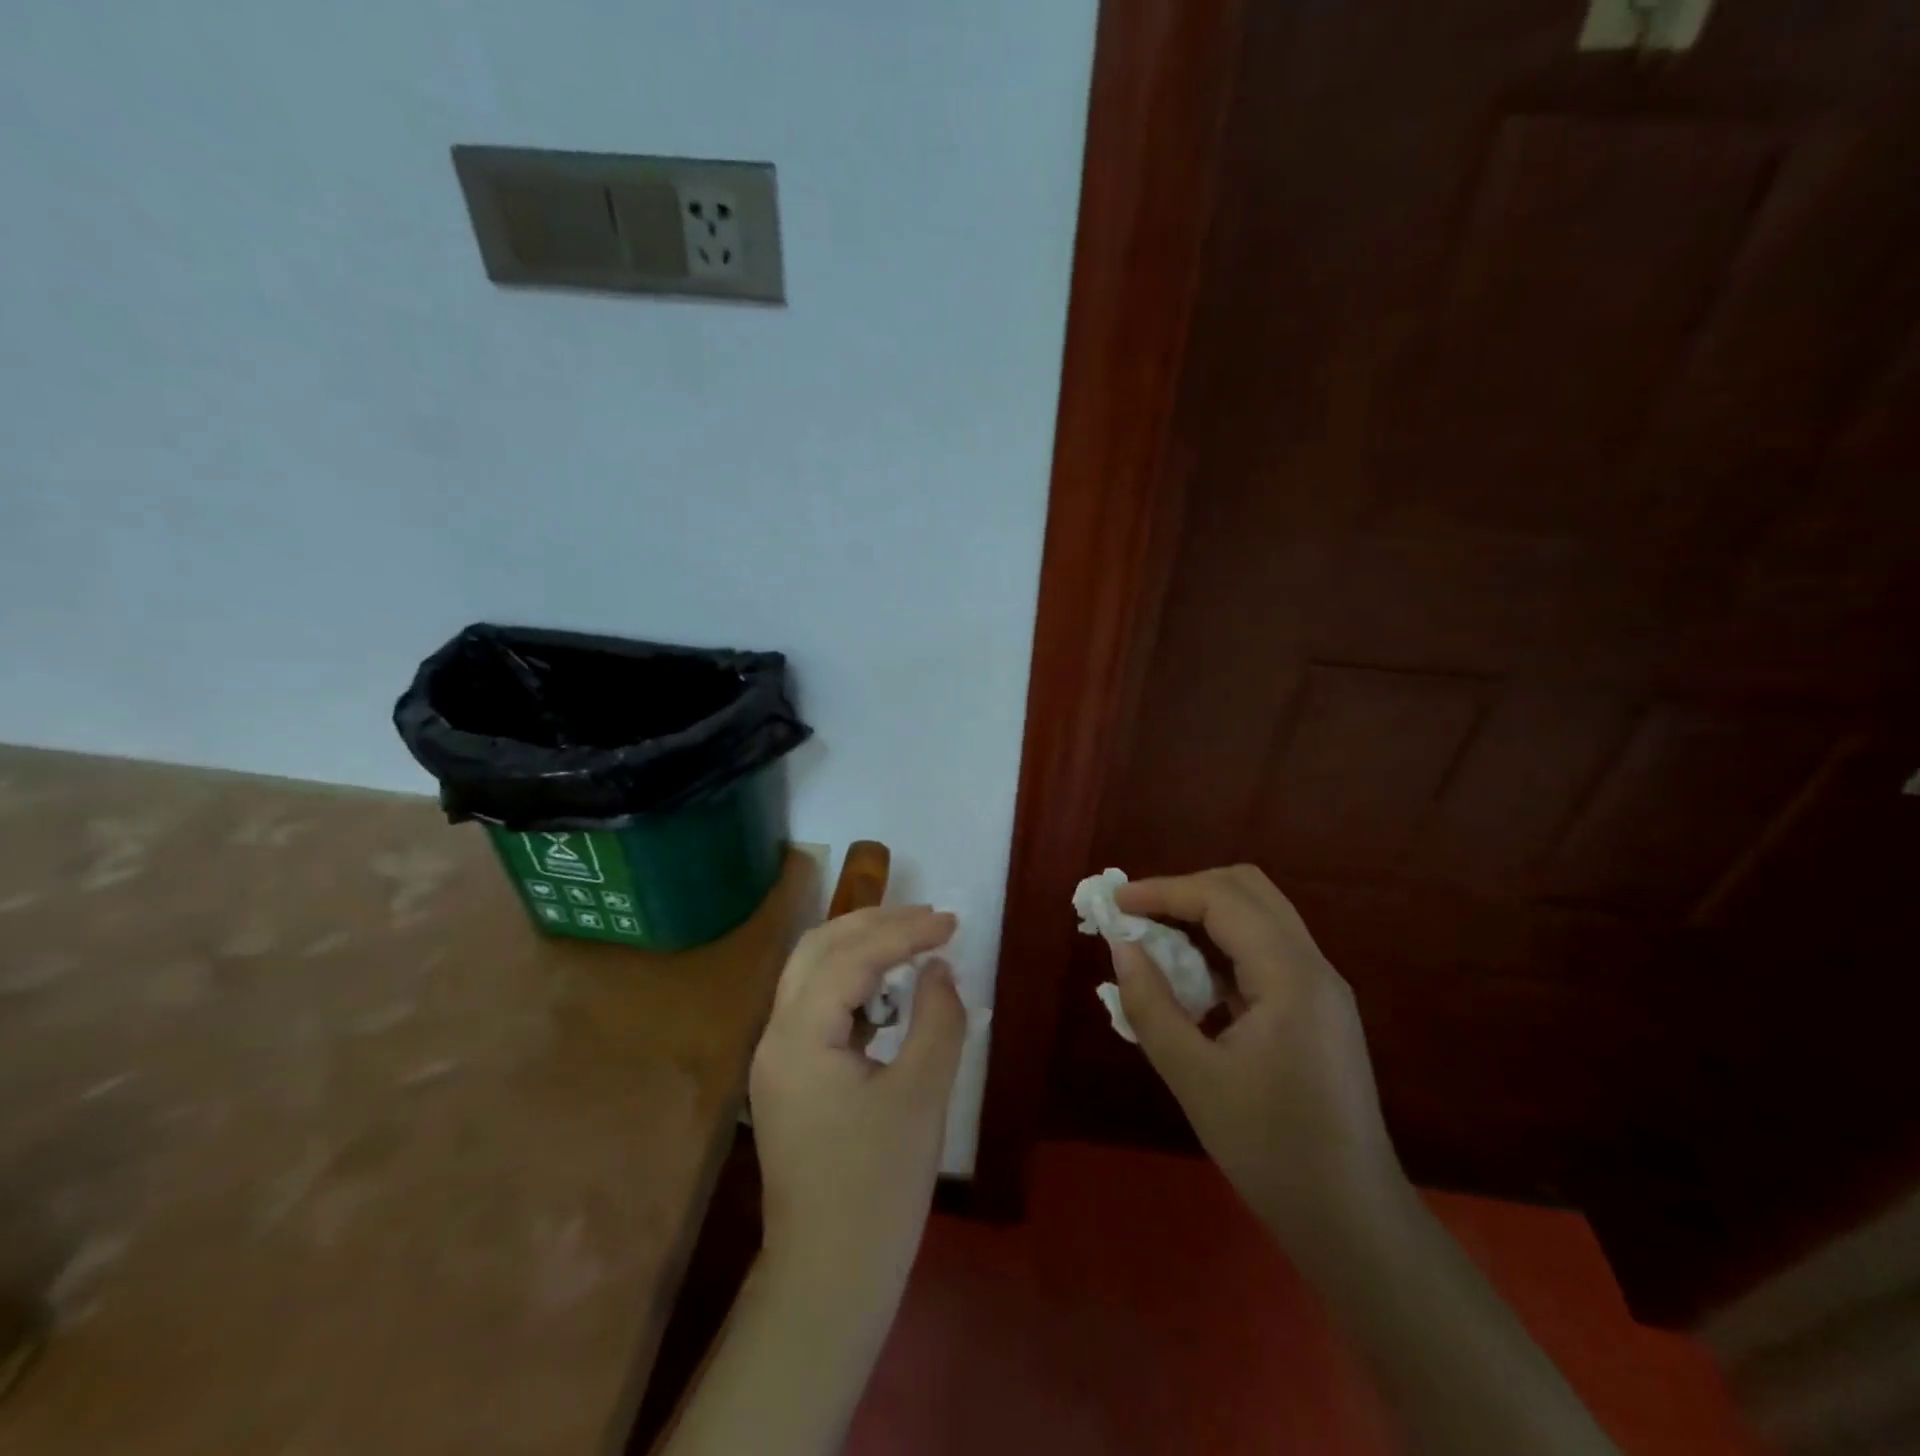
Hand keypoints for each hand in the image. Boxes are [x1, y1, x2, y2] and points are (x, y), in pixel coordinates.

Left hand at [750, 906, 964, 1295]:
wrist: (828, 1281)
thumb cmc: (878, 1188)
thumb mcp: (921, 1095)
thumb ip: (936, 1019)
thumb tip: (938, 969)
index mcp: (799, 1035)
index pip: (851, 956)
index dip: (904, 931)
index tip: (951, 922)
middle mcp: (776, 1036)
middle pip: (817, 949)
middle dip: (873, 924)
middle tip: (928, 918)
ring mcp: (778, 1059)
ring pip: (812, 974)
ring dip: (861, 948)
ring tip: (913, 941)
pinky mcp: (790, 1079)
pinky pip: (817, 1007)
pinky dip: (853, 984)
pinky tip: (889, 992)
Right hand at [1111, 865, 1411, 1250]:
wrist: (1353, 1221)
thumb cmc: (1272, 1150)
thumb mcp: (1195, 1079)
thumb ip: (1151, 1005)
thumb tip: (1120, 947)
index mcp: (1290, 977)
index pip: (1223, 899)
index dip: (1164, 891)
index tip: (1115, 904)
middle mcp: (1313, 966)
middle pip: (1249, 889)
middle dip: (1187, 890)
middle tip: (1138, 914)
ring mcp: (1321, 987)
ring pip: (1260, 915)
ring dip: (1205, 913)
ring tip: (1156, 938)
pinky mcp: (1318, 1008)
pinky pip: (1266, 950)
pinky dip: (1223, 945)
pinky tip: (1192, 979)